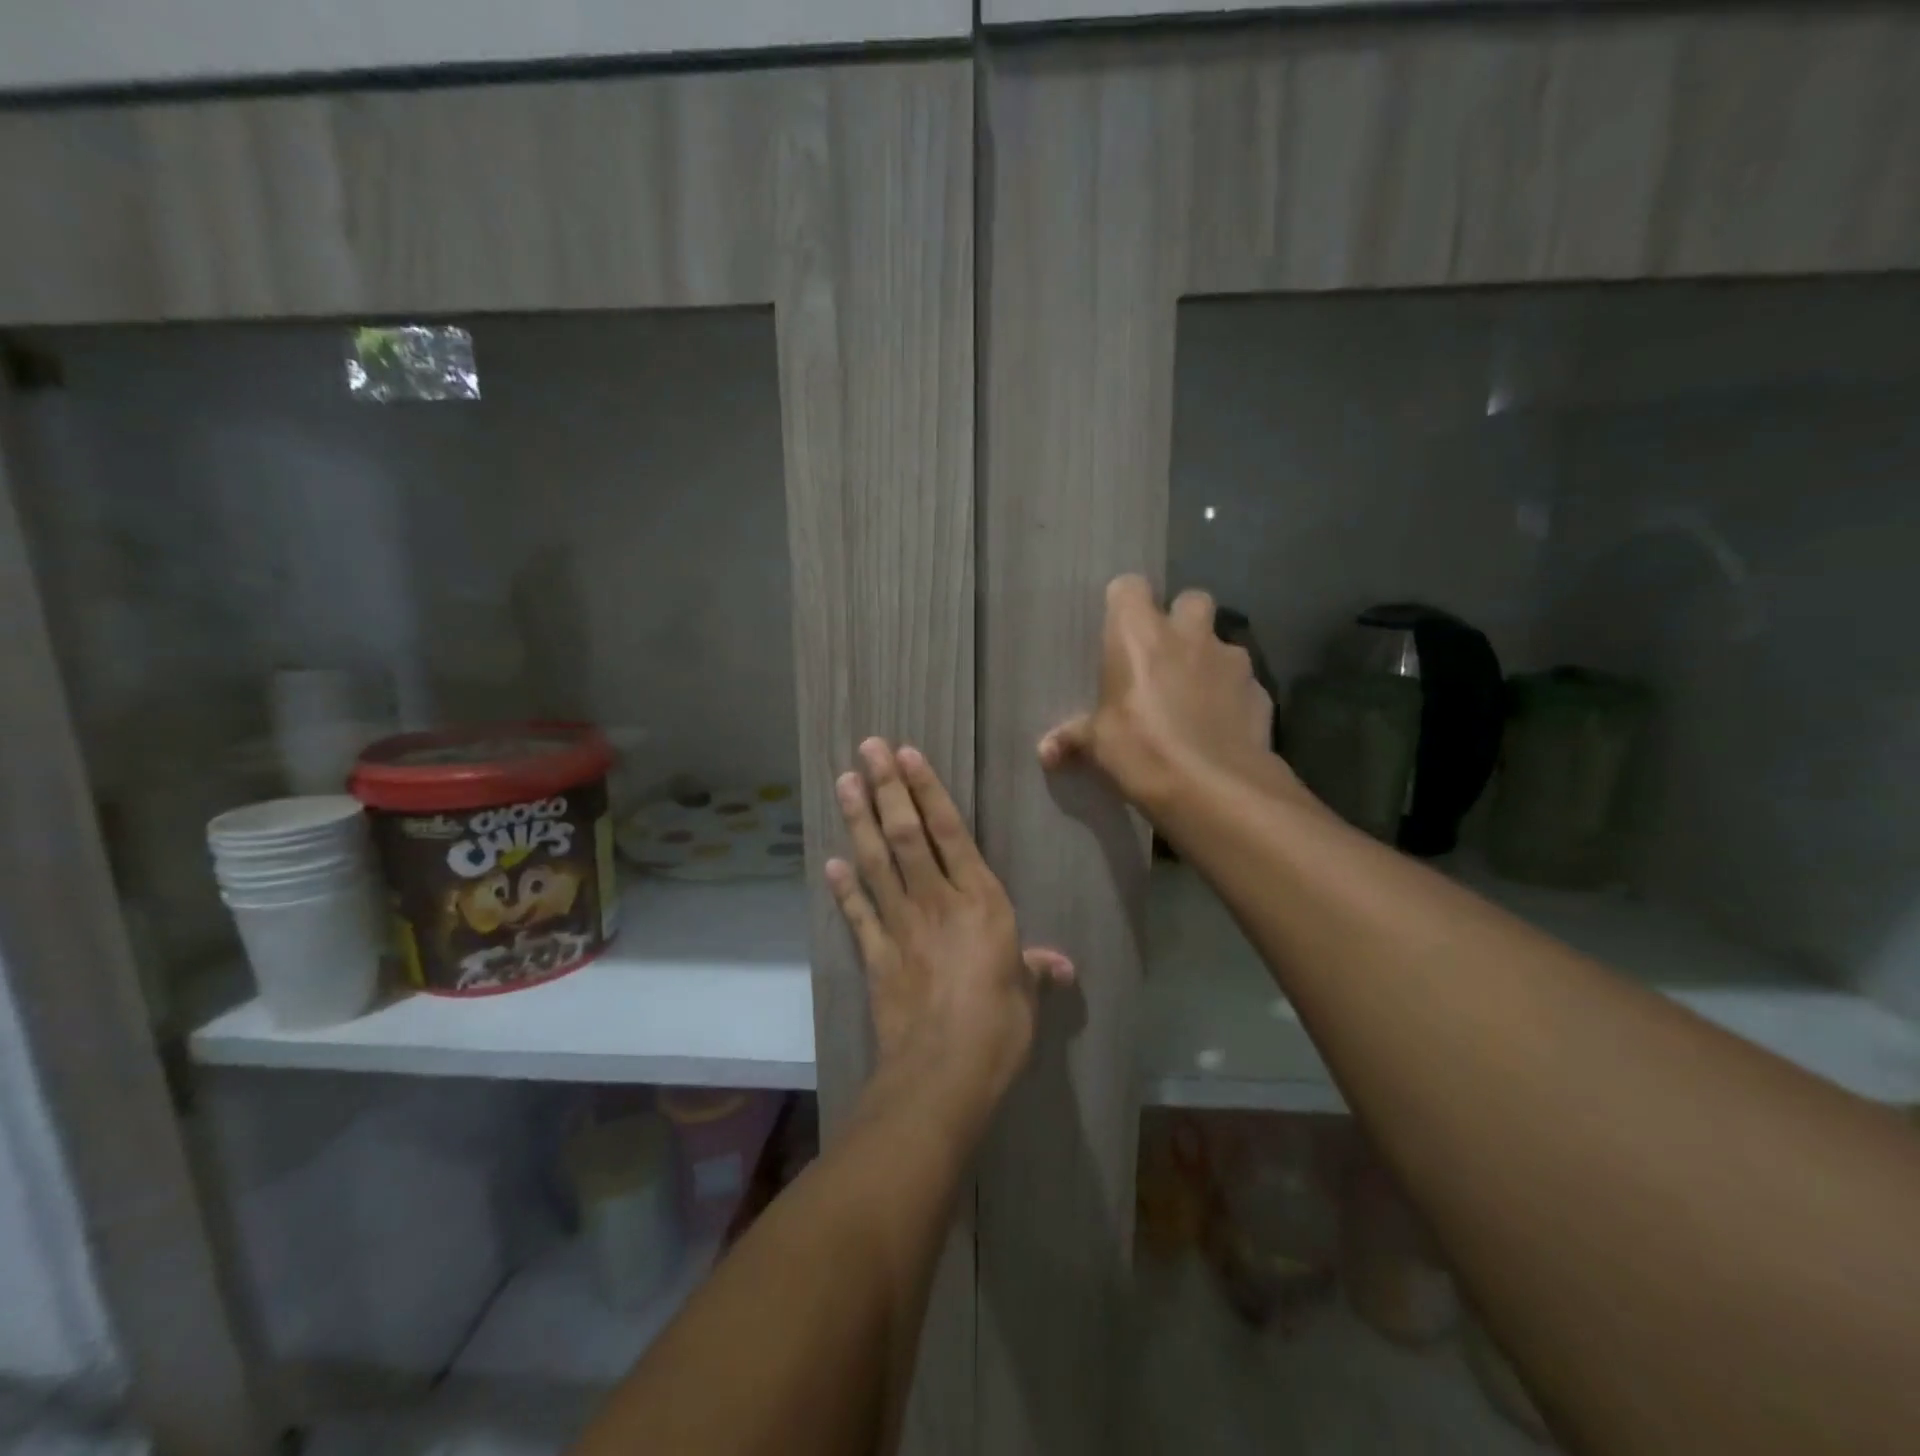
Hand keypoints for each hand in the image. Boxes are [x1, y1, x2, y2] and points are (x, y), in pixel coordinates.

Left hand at [827, 740, 1072, 1126]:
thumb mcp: (1027, 996)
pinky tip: (829, 861)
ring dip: (859, 820)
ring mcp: (901, 926)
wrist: (943, 1073)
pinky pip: (857, 913)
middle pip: (906, 834)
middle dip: (886, 788)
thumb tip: (1062, 967)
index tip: (907, 756)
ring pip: (876, 861)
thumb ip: (1037, 971)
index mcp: (981, 901)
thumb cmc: (998, 1028)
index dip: (927, 791)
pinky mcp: (876, 955)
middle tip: (867, 750)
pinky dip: (843, 887)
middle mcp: (937, 901)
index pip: (950, 832)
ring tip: (844, 782)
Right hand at [1038, 575, 1290, 816]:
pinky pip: (1243, 683)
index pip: (1129, 587)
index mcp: (1139, 635)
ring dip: (1209, 660)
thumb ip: (1074, 738)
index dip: (1124, 605)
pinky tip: (1221, 727)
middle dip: (1181, 621)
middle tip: (1165, 656)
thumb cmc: (1143, 751)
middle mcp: (1189, 634)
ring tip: (1195, 697)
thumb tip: (1045, 751)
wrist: (1216, 789)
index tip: (1118, 631)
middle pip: (1190, 599)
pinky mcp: (1260, 691)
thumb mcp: (1099, 746)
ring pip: (1222, 641)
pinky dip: (1232, 696)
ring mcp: (1231, 659)